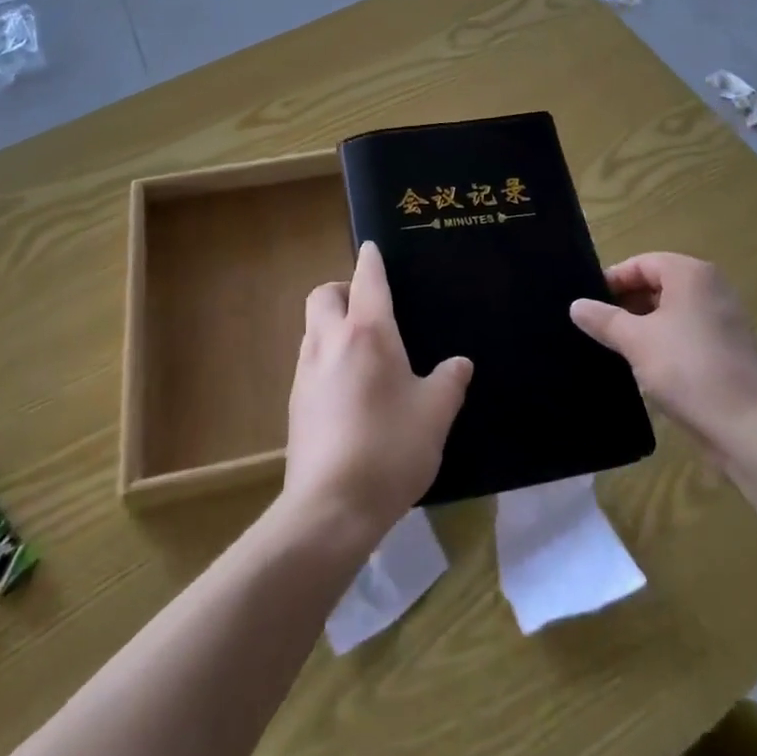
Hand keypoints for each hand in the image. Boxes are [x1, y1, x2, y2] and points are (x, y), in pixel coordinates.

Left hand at [282, 242, 471, 543]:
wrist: (330, 507)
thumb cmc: (390, 448)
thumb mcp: (434, 415)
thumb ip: (449, 382)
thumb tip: (460, 363)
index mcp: (368, 333)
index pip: (366, 279)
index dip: (371, 259)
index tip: (373, 248)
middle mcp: (330, 341)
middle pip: (323, 294)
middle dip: (342, 289)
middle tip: (368, 306)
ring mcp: (307, 372)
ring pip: (312, 328)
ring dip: (332, 324)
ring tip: (362, 349)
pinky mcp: (295, 403)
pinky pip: (310, 362)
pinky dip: (326, 358)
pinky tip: (348, 389)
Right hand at [569, 252, 756, 460]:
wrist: (749, 428)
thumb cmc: (688, 369)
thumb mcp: (635, 341)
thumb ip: (604, 319)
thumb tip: (576, 305)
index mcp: (691, 274)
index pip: (641, 263)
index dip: (612, 281)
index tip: (588, 304)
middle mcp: (711, 288)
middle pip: (658, 284)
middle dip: (626, 304)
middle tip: (597, 326)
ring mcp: (725, 319)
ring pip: (672, 311)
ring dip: (644, 325)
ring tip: (616, 347)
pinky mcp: (730, 350)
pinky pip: (688, 333)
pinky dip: (665, 342)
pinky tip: (646, 366)